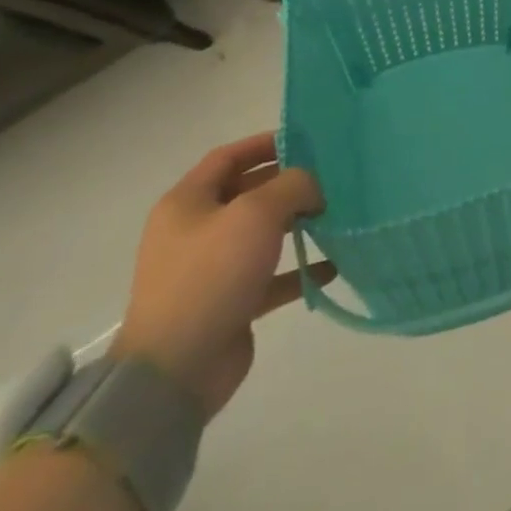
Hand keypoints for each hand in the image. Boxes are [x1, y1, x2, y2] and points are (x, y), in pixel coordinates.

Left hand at [111, 132, 332, 418]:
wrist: (175, 370)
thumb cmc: (211, 275)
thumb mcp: (256, 214)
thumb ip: (292, 186)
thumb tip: (313, 186)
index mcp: (187, 203)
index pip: (228, 157)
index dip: (265, 143)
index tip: (306, 140)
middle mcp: (195, 231)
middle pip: (246, 193)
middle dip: (288, 183)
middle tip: (330, 178)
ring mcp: (210, 269)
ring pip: (261, 234)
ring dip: (297, 224)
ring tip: (335, 216)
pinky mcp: (228, 303)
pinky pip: (269, 276)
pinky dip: (298, 268)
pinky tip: (331, 267)